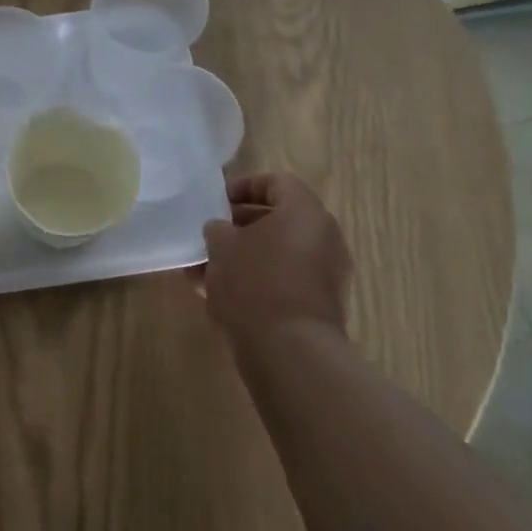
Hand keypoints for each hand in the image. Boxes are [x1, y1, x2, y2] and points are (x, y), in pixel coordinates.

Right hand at [201, 174, 352, 347]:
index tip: (215, 203)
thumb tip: (221, 230)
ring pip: (278, 252)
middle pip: (279, 219)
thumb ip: (218, 229)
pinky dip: (257, 279)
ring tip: (206, 269)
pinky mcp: (319, 302)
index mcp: (304, 212)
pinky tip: (221, 295)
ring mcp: (325, 272)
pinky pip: (284, 278)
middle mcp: (323, 236)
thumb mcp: (221, 246)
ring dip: (244, 255)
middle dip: (240, 226)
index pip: (276, 182)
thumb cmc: (253, 283)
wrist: (289, 348)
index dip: (243, 187)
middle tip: (210, 236)